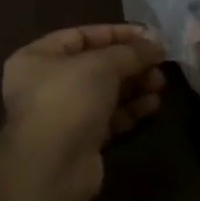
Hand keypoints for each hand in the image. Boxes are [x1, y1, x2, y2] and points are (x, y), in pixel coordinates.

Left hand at [0, 24, 166, 200]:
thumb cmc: (68, 101)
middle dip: (130, 63)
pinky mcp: (81, 139)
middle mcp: (47, 83)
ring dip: (134, 86)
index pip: (81, 36)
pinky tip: (153, 105)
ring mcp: (64, 114)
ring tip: (161, 84)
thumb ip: (130, 52)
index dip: (116, 33)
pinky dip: (130, 110)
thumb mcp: (101, 65)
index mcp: (38, 57)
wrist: (52, 166)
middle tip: (160, 63)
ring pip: (105, 93)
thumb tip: (157, 44)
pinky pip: (109, 117)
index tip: (149, 36)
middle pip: (96, 65)